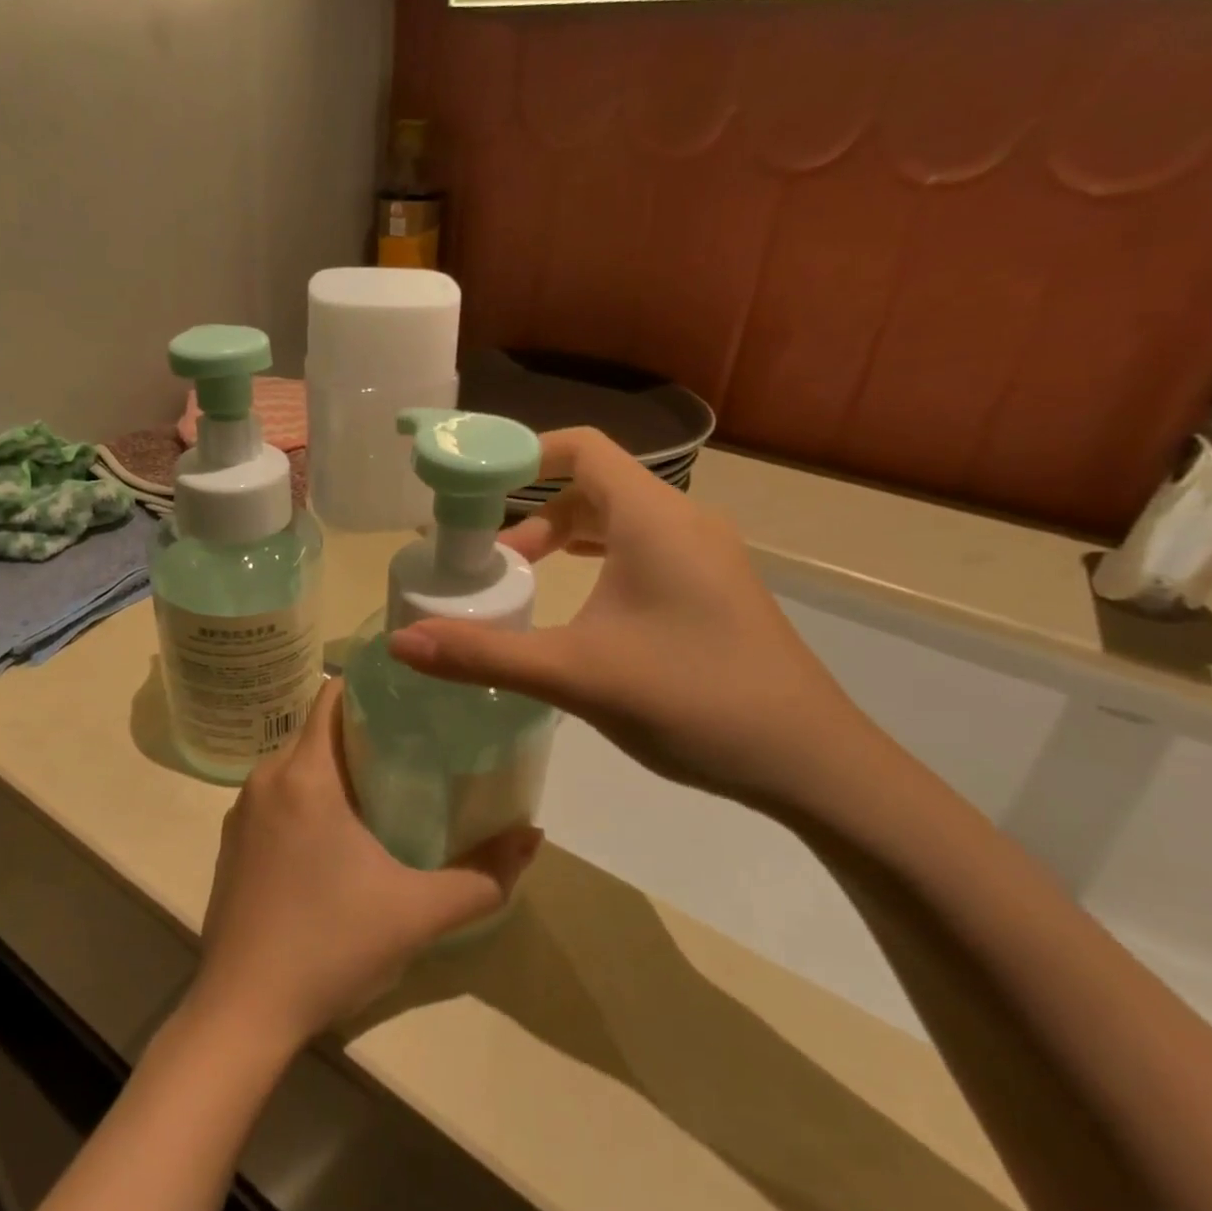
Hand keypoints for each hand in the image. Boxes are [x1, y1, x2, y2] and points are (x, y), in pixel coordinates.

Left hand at [191, 680, 541, 1048]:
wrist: (241, 1015)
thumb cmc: (330, 947)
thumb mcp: (418, 913)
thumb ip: (483, 875)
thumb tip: (532, 835)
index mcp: (305, 774)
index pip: (333, 694)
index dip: (372, 687)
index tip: (412, 698)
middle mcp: (265, 778)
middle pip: (319, 730)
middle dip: (363, 731)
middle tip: (416, 748)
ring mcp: (242, 811)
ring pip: (297, 764)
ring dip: (335, 767)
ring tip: (385, 789)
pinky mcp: (232, 843)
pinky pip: (276, 796)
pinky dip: (307, 797)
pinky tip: (337, 838)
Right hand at [389, 428, 878, 811]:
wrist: (811, 762)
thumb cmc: (691, 698)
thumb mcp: (575, 674)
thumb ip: (483, 654)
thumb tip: (400, 642)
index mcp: (653, 517)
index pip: (581, 448)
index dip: (523, 454)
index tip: (475, 488)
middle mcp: (684, 520)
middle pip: (595, 485)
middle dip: (535, 512)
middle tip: (491, 559)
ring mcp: (708, 555)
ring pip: (621, 520)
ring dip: (568, 538)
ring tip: (525, 579)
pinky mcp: (717, 587)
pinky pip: (646, 549)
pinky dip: (601, 560)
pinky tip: (582, 608)